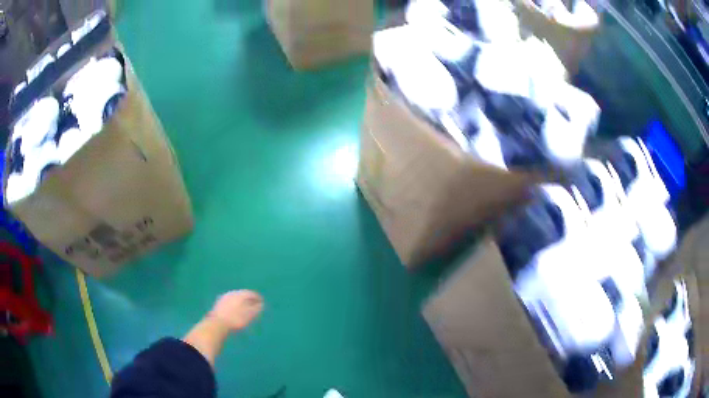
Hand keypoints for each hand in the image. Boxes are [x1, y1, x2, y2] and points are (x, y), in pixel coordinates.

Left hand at [208, 290, 263, 331]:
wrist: (217, 324)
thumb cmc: (236, 320)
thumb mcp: (249, 315)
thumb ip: (256, 308)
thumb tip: (261, 304)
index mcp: (241, 294)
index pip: (252, 293)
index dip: (258, 298)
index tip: (262, 304)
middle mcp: (232, 293)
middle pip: (243, 294)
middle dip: (249, 300)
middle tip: (254, 306)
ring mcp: (224, 297)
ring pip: (236, 298)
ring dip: (241, 303)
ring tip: (245, 310)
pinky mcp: (219, 303)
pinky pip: (230, 302)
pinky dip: (235, 306)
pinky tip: (235, 312)